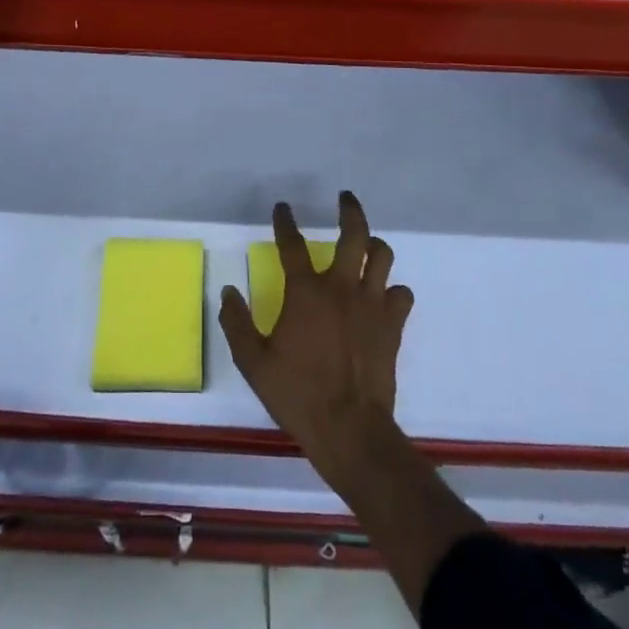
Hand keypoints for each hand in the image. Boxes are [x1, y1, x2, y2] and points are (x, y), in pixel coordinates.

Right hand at [219, 192, 414, 486]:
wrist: (350, 430)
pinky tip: (384, 296)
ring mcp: (371, 304)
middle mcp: (341, 287)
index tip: (283, 208)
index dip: (285, 222)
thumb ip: (237, 323)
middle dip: (349, 210)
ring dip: (374, 245)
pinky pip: (401, 294)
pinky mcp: (393, 325)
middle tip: (344, 199)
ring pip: (382, 256)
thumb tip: (227, 292)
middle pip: (353, 234)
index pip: (292, 244)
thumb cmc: (298, 394)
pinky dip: (393, 290)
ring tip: (366, 244)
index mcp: (305, 292)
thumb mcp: (253, 363)